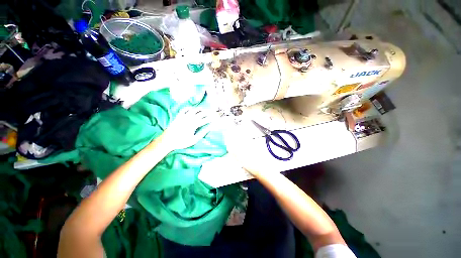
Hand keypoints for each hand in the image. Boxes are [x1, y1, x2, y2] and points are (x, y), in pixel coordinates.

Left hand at [161, 107, 218, 150]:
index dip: (213, 117)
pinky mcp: (178, 116)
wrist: (167, 140)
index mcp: (194, 124)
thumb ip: (203, 133)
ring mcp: (183, 116)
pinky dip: (189, 108)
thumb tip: (210, 127)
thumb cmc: (181, 142)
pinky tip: (192, 108)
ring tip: (205, 109)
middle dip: (209, 112)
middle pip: (201, 113)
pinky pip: (184, 109)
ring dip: (200, 109)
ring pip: (194, 110)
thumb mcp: (194, 139)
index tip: (218, 116)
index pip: (206, 119)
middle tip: (214, 111)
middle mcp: (190, 118)